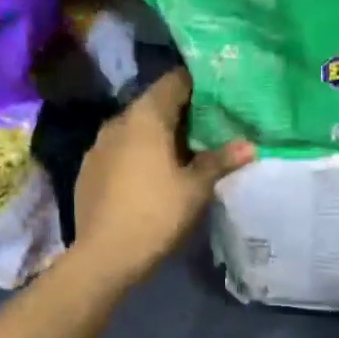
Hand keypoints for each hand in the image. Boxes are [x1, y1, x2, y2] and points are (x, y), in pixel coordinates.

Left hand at [74, 69, 253, 283]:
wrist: (105, 255)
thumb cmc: (156, 214)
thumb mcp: (195, 189)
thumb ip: (220, 161)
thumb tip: (250, 145)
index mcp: (146, 116)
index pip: (175, 81)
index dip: (199, 86)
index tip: (219, 98)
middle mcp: (118, 121)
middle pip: (154, 105)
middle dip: (180, 115)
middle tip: (208, 132)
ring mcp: (98, 145)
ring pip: (134, 130)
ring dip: (157, 138)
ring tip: (181, 158)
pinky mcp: (88, 170)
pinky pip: (119, 152)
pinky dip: (137, 156)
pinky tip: (150, 180)